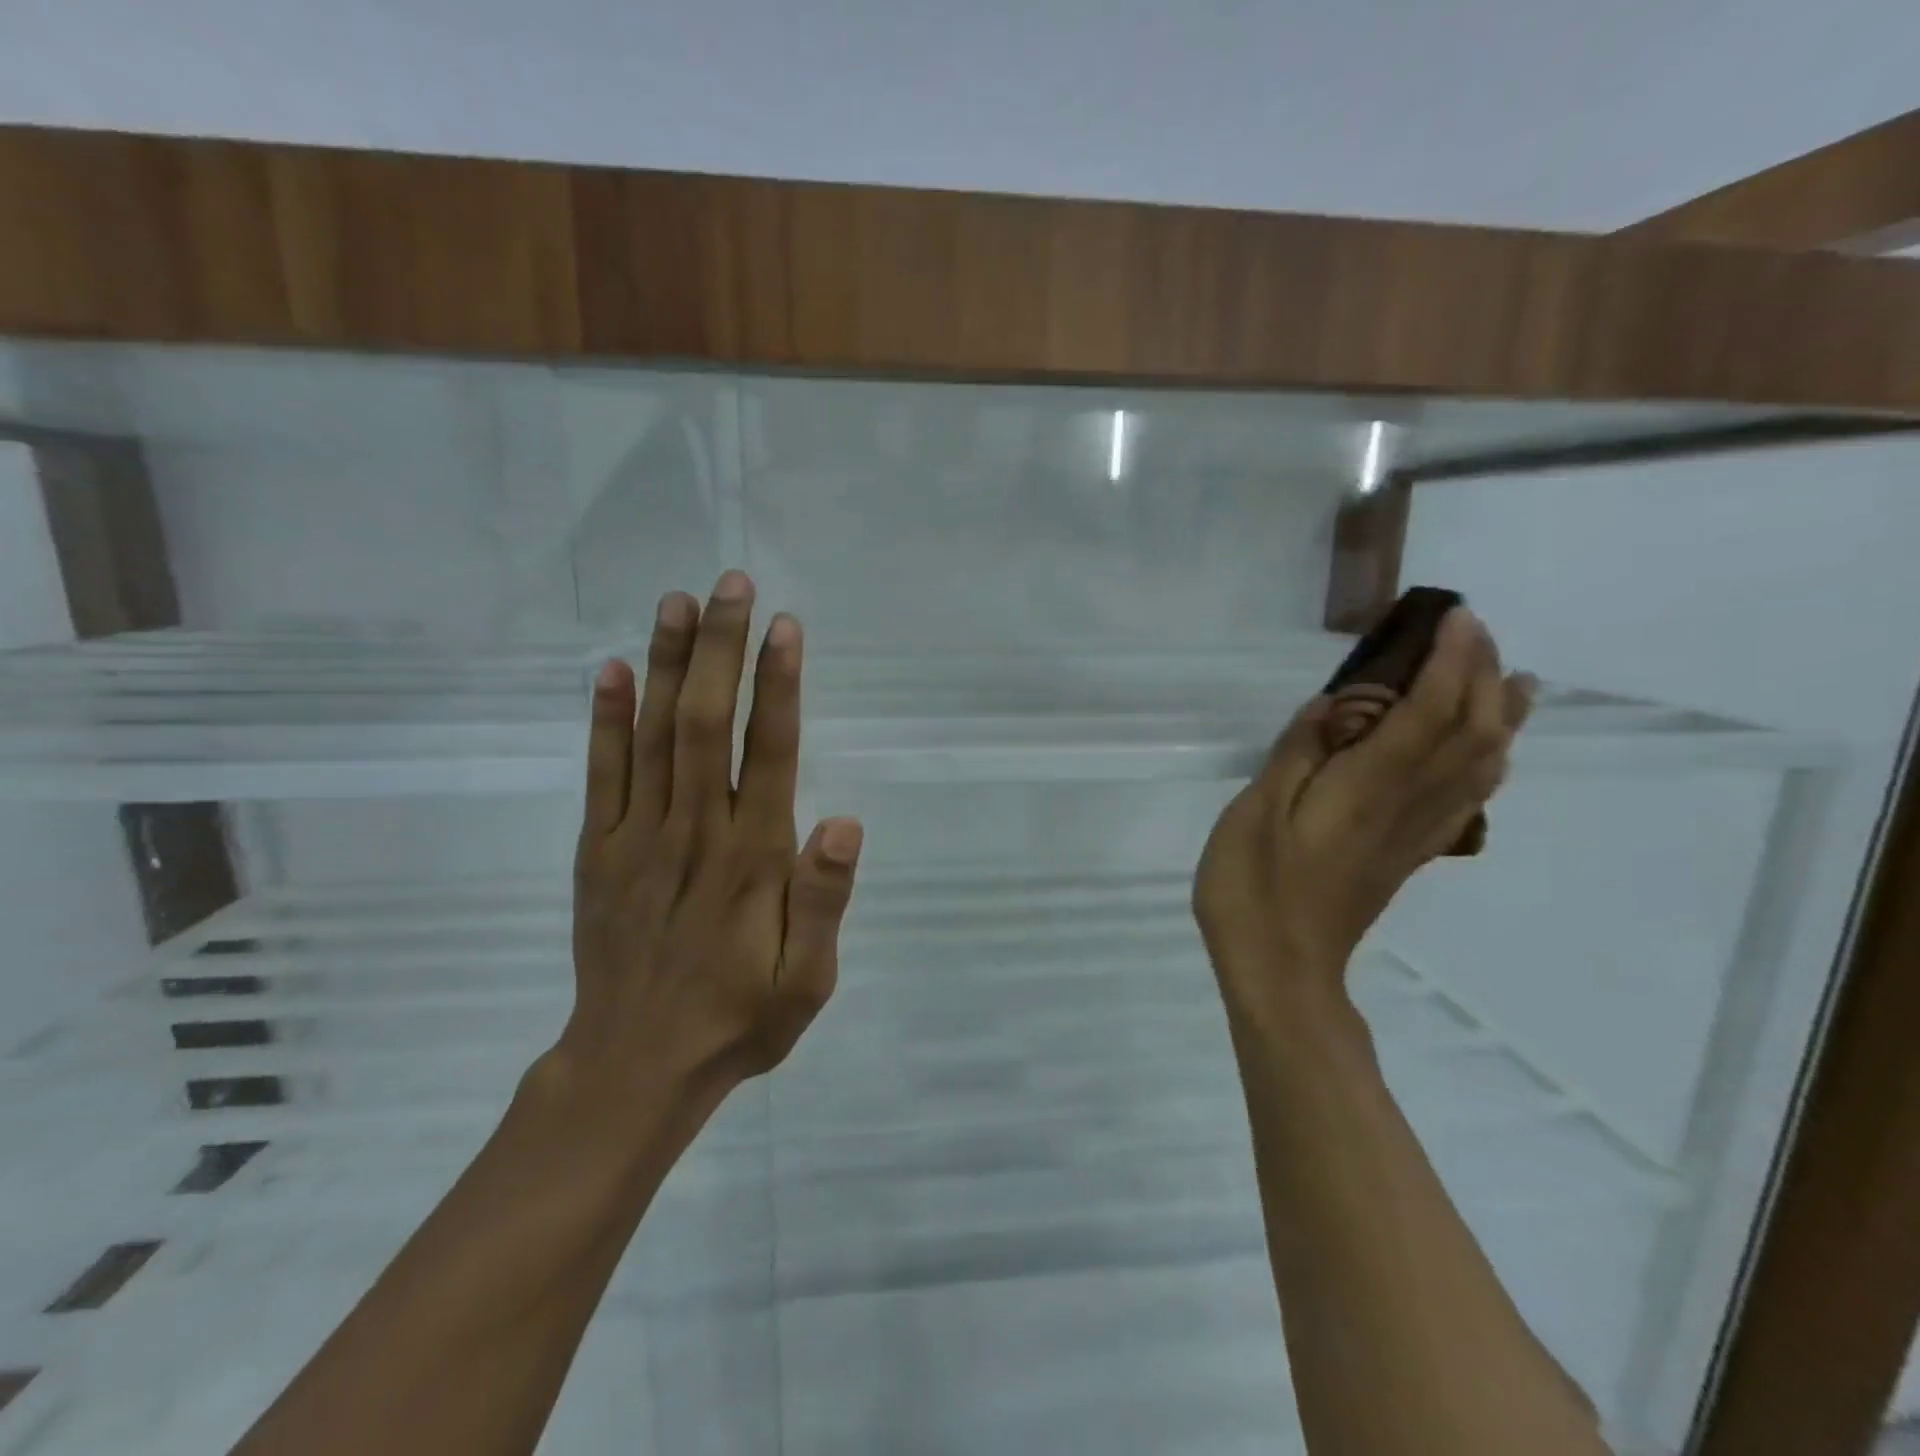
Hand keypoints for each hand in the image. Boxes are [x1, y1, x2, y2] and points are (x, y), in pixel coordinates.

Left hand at [544, 570, 863, 1122]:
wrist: (636, 1067)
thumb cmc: (739, 1019)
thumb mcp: (808, 981)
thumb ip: (825, 900)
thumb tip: (844, 821)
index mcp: (752, 858)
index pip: (770, 752)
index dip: (777, 685)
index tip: (782, 626)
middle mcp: (694, 832)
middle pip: (707, 722)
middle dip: (721, 649)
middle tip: (731, 584)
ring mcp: (637, 838)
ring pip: (653, 735)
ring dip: (666, 664)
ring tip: (678, 602)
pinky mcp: (597, 852)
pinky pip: (601, 774)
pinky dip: (604, 720)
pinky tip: (610, 670)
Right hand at [1194, 608, 1532, 1029]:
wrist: (1282, 971)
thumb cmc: (1253, 890)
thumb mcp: (1253, 814)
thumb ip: (1296, 755)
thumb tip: (1334, 706)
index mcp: (1368, 789)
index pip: (1428, 712)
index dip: (1449, 661)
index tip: (1457, 616)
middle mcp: (1407, 805)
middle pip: (1469, 732)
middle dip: (1480, 675)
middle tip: (1476, 631)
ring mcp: (1415, 834)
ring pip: (1481, 765)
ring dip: (1501, 716)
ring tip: (1515, 679)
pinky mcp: (1410, 854)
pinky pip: (1469, 799)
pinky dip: (1490, 763)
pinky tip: (1488, 753)